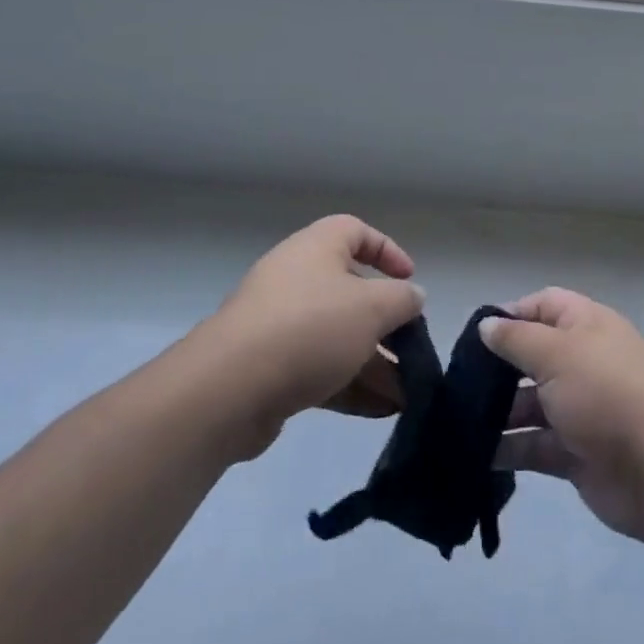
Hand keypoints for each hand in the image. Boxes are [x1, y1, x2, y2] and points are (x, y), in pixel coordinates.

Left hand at [200, 215, 424, 456]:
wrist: (229, 388)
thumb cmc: (310, 327)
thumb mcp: (371, 308)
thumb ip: (401, 300)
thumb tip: (413, 296)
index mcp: (317, 248)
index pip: (355, 231)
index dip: (387, 250)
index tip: (409, 279)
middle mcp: (296, 278)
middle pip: (350, 292)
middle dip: (385, 322)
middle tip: (412, 348)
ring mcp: (279, 324)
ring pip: (336, 336)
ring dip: (373, 362)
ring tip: (407, 394)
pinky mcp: (269, 367)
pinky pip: (318, 368)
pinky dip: (349, 384)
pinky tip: (381, 411)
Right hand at [483, 288, 643, 544]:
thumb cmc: (606, 393)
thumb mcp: (556, 353)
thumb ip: (517, 339)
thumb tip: (487, 325)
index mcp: (587, 326)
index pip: (544, 305)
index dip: (511, 314)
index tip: (476, 334)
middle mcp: (584, 362)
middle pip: (534, 356)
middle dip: (499, 368)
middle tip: (459, 382)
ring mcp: (582, 410)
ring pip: (531, 404)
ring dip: (498, 413)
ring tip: (459, 422)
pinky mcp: (577, 453)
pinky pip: (536, 446)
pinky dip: (509, 450)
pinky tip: (475, 455)